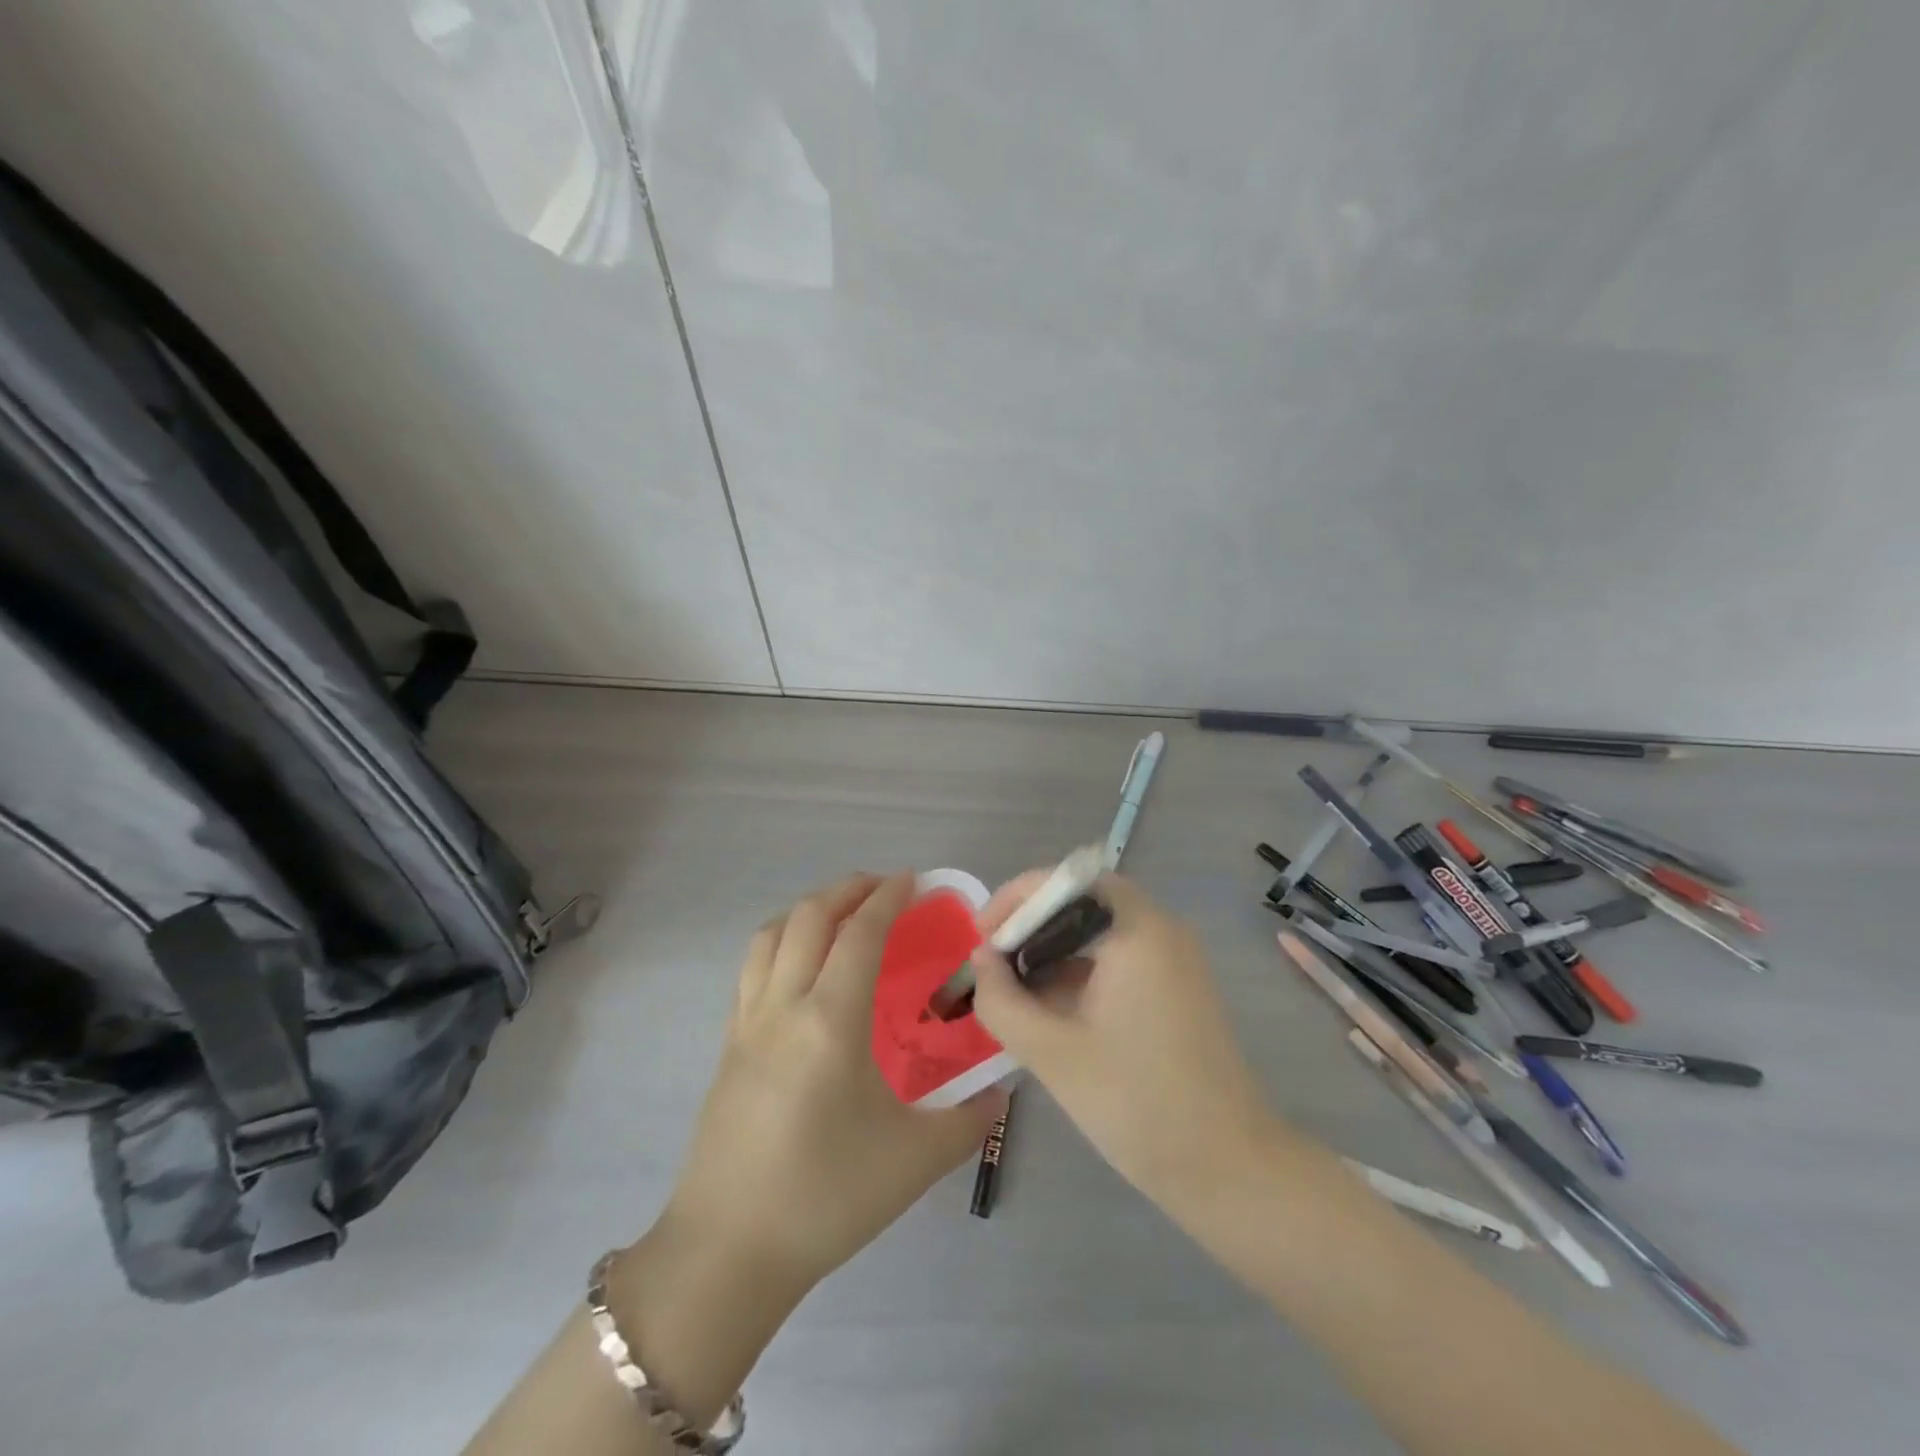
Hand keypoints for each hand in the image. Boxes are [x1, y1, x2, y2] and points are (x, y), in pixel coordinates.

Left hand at [656, 872, 1005, 1298]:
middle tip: (883, 889)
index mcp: (829, 1021)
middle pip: (809, 917)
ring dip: (809, 909)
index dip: (887, 898)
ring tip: (842, 915)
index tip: (913, 881)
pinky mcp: (728, 1044)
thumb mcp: (914, 1160)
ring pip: (771, 935)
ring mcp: (747, 1023)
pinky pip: (753, 967)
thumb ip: (969, 1119)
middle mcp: (783, 1006)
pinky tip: (804, 968)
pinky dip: (782, 941)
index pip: (859, 934)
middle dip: (847, 889)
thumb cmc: (825, 1197)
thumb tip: (1002, 1092)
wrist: (728, 1252)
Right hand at [970, 871, 1275, 1196]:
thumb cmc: (1137, 1103)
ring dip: (1053, 952)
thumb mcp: (1052, 1053)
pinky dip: (1080, 973)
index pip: (1067, 880)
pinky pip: (1119, 959)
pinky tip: (1051, 1012)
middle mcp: (1161, 930)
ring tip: (1013, 992)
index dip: (1018, 898)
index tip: (984, 936)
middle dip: (1031, 926)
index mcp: (1137, 931)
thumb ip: (1002, 999)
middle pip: (1082, 902)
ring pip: (1099, 932)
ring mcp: (1174, 959)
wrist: (1229, 1169)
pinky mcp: (1177, 988)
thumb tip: (981, 959)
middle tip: (993, 964)